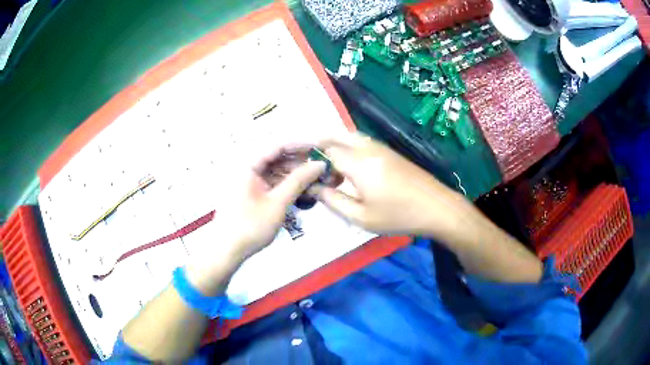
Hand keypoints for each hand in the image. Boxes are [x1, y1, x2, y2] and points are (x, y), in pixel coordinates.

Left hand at [187, 147, 325, 294]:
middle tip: (322, 167)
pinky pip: (272, 180)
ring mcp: (248, 179)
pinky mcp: (251, 190)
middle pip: (277, 156)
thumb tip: (319, 164)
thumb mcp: (278, 203)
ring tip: (316, 179)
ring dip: (295, 173)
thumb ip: (298, 181)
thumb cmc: (250, 227)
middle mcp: (247, 166)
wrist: (227, 250)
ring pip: (276, 169)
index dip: (301, 144)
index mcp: (248, 164)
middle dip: (300, 160)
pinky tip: (303, 189)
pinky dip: (287, 184)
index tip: (321, 148)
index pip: (278, 144)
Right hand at [314, 133, 468, 238]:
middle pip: (337, 135)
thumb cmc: (399, 216)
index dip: (310, 156)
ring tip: (331, 170)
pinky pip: (363, 143)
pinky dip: (350, 150)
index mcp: (358, 163)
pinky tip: (352, 170)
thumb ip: (334, 201)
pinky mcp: (391, 153)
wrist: (437, 208)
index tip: (301, 169)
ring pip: (351, 137)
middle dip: (320, 144)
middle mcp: (368, 148)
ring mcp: (382, 148)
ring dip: (336, 146)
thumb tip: (315, 189)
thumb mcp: (362, 217)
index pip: (325, 149)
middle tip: (312, 164)